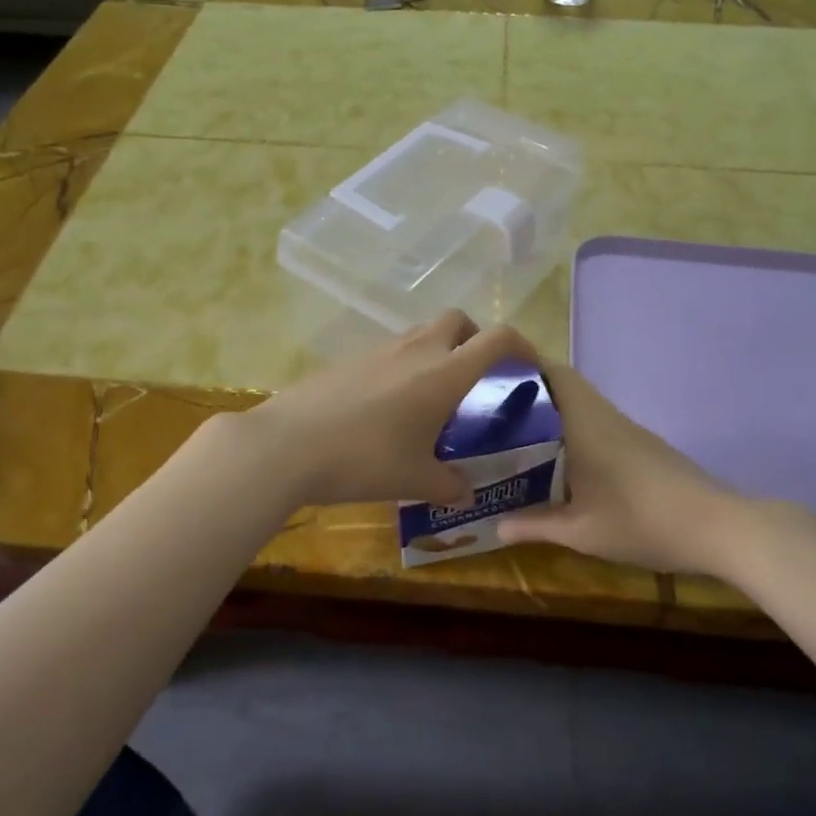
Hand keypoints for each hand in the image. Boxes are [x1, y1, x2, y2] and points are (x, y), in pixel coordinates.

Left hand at [243, 311, 533, 508]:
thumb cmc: (363, 460)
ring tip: (431, 396)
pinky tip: (388, 406)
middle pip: (458, 320)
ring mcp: (379, 350)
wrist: (287, 445)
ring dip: (437, 351)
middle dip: (474, 338)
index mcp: (444, 374)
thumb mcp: (414, 480)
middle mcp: (416, 350)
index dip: (521, 344)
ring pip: (421, 333)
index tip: (529, 364)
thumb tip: (467, 495)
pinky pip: (390, 351)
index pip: (497, 339)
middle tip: (475, 375)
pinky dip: (403, 365)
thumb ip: (449, 485)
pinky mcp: (349, 359)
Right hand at [497, 363, 803, 576]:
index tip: (491, 378)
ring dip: (554, 412)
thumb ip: (536, 526)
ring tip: (519, 435)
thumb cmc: (642, 522)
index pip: (554, 373)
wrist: (718, 527)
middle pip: (566, 385)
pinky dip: (575, 428)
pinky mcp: (644, 445)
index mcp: (586, 424)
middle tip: (495, 412)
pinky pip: (599, 422)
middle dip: (532, 392)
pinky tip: (563, 459)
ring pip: (584, 404)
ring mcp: (629, 430)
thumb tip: (496, 525)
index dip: (523, 367)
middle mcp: (606, 417)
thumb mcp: (582, 532)